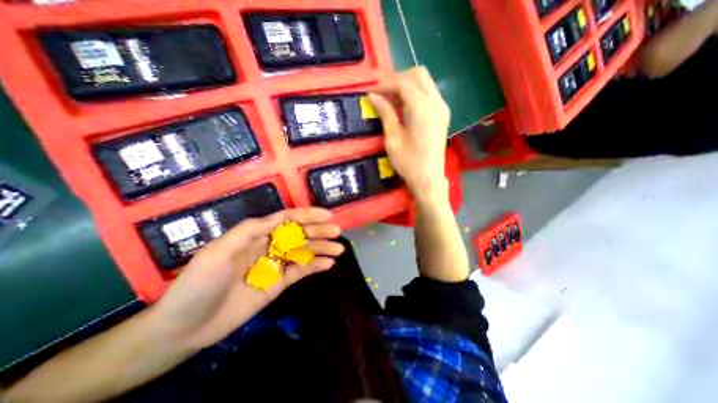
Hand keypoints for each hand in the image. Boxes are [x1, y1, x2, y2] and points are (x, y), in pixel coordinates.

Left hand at [147, 208, 342, 349]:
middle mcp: (268, 246)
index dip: (308, 215)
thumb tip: (282, 217)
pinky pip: (300, 271)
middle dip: (319, 231)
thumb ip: (251, 230)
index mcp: (256, 234)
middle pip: (299, 234)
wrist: (186, 327)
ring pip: (303, 252)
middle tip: (337, 232)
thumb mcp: (220, 251)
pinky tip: (328, 264)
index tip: (327, 215)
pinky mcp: (278, 282)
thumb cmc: (199, 283)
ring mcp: (275, 265)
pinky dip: (315, 266)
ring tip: (339, 249)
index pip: (287, 219)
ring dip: (321, 249)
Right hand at [370, 67, 447, 203]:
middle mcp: (436, 102)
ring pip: (425, 82)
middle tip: (382, 93)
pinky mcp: (443, 114)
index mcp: (422, 108)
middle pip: (418, 74)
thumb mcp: (392, 138)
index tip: (371, 92)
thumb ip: (385, 113)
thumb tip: (373, 96)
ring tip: (390, 99)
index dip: (385, 84)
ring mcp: (442, 107)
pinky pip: (429, 93)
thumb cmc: (408, 162)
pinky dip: (415, 93)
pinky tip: (404, 106)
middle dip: (398, 79)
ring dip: (407, 85)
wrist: (428, 179)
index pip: (403, 83)